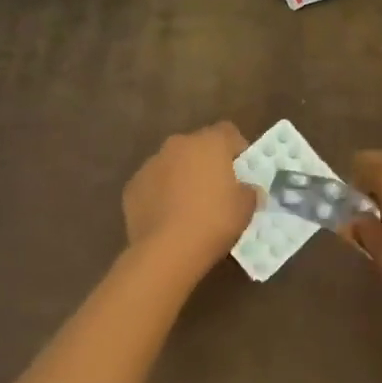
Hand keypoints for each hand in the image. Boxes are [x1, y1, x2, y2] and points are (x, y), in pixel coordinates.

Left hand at [122, 122, 258, 275]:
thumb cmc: (214, 221)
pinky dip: (161, 195)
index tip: (242, 172)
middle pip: (198, 146)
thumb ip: (249, 191)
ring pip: (173, 164)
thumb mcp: (246, 207)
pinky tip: (168, 219)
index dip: (237, 149)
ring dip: (182, 178)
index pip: (228, 132)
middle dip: (207, 163)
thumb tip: (246, 190)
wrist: (167, 251)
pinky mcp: (132, 187)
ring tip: (190, 208)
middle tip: (217, 191)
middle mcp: (178, 145)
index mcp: (209, 142)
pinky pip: (153, 185)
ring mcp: (151, 164)